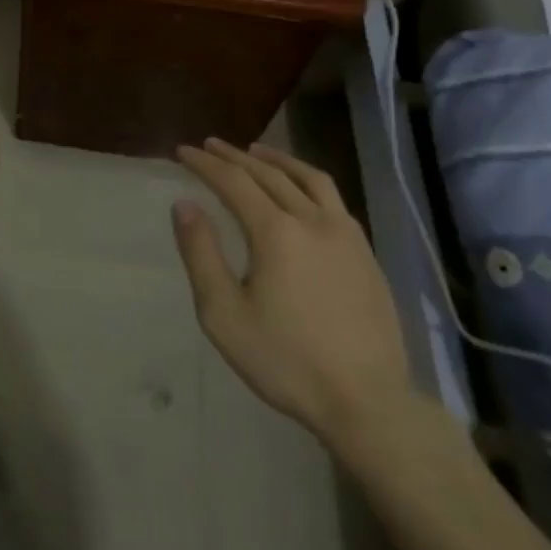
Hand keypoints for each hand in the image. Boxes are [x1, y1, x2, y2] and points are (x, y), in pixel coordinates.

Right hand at [172, 139, 411, 450]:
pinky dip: (308, 181)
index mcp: (276, 231)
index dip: (205, 164)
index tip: (183, 151)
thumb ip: (201, 254)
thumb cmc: (286, 361)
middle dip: (235, 156)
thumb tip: (184, 204)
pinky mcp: (365, 253)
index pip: (233, 181)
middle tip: (211, 146)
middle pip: (268, 173)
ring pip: (308, 179)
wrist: (367, 403)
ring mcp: (345, 234)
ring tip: (256, 151)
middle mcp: (312, 219)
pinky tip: (302, 191)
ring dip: (277, 160)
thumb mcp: (224, 314)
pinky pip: (333, 199)